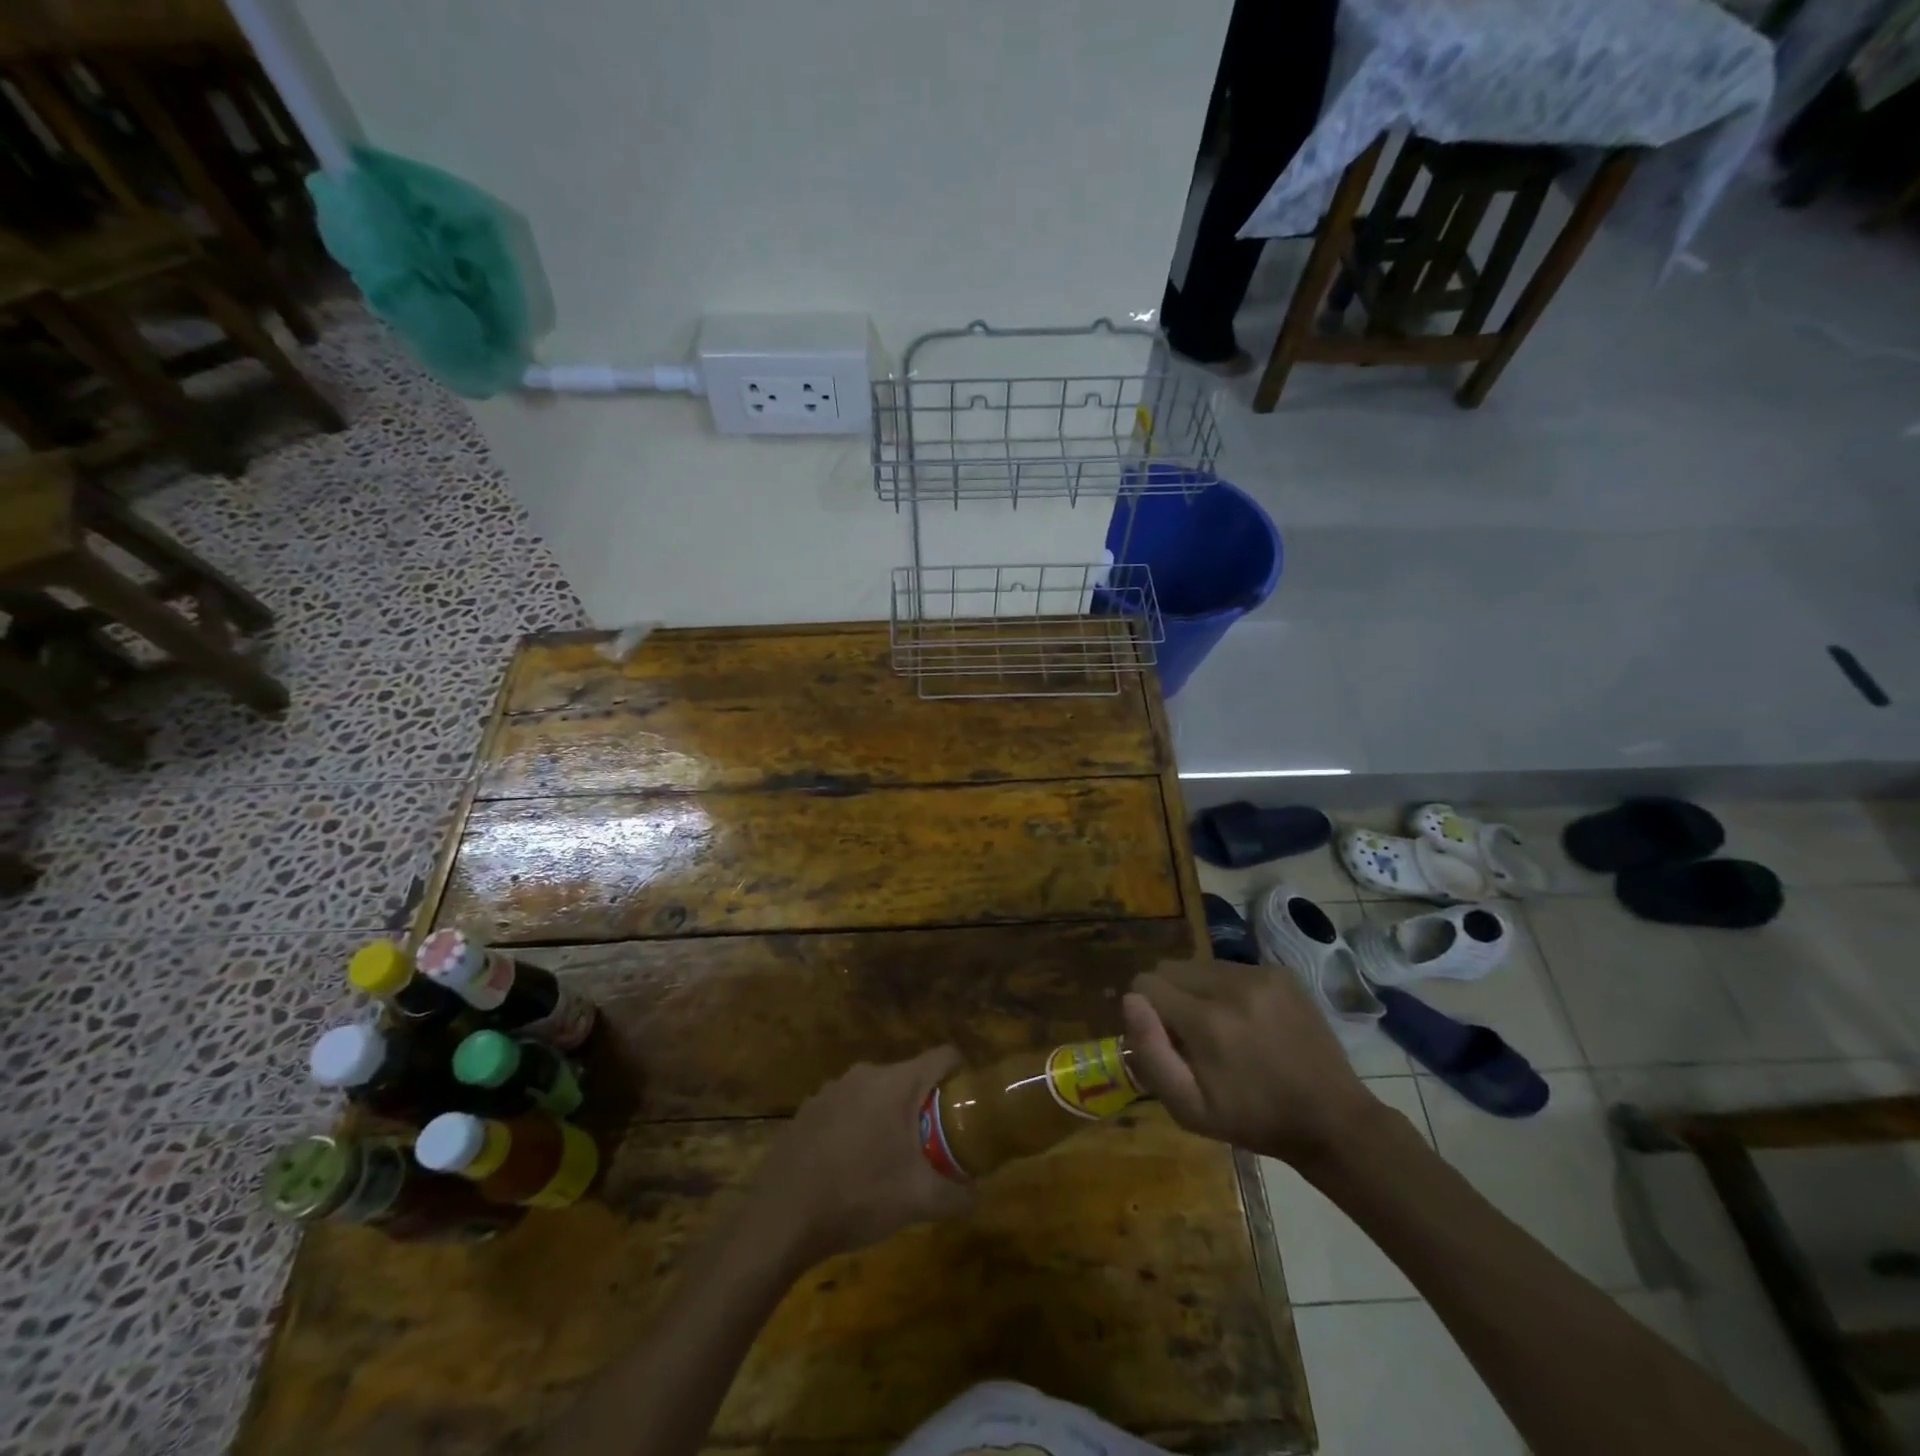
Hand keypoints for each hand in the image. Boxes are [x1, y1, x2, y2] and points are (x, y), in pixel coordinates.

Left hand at [749, 1048, 976, 1263]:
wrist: (782, 1218)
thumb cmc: (859, 1195)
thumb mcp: (920, 1201)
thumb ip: (959, 1196)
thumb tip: (981, 1195)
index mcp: (897, 1082)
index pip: (944, 1056)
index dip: (963, 1075)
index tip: (969, 1106)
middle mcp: (865, 1074)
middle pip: (911, 1077)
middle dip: (926, 1106)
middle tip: (934, 1145)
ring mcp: (832, 1089)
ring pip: (877, 1094)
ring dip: (890, 1118)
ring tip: (892, 1161)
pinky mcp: (808, 1110)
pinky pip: (847, 1109)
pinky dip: (858, 1128)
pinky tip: (852, 1168)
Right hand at [1122, 957, 1379, 1169]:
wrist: (1332, 1119)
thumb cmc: (1253, 1120)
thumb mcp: (1190, 1109)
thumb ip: (1151, 1053)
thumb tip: (1130, 1000)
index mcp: (1206, 1021)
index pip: (1145, 985)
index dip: (1146, 1013)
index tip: (1165, 1041)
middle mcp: (1231, 986)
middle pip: (1170, 968)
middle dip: (1169, 997)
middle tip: (1191, 1036)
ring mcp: (1261, 974)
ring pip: (1199, 965)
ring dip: (1197, 991)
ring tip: (1222, 1028)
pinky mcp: (1281, 972)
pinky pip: (1230, 967)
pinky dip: (1227, 988)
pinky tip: (1248, 1020)